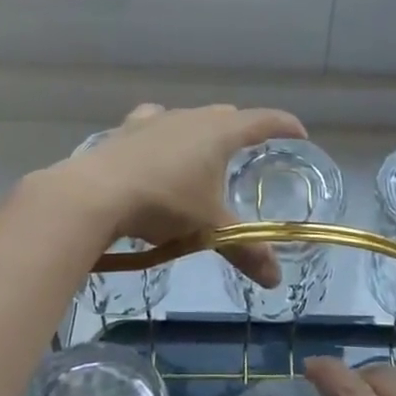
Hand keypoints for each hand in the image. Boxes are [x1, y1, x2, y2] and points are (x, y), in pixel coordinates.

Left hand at [50, 103, 305, 286]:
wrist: (95, 193)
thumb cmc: (163, 203)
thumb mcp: (209, 228)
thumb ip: (245, 250)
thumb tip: (276, 280)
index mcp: (219, 133)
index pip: (262, 121)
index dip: (284, 125)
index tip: (300, 133)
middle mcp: (191, 117)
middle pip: (227, 116)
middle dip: (242, 130)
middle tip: (251, 152)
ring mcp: (156, 120)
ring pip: (191, 117)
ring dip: (203, 131)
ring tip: (205, 154)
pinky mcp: (127, 130)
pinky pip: (154, 122)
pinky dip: (165, 133)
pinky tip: (158, 147)